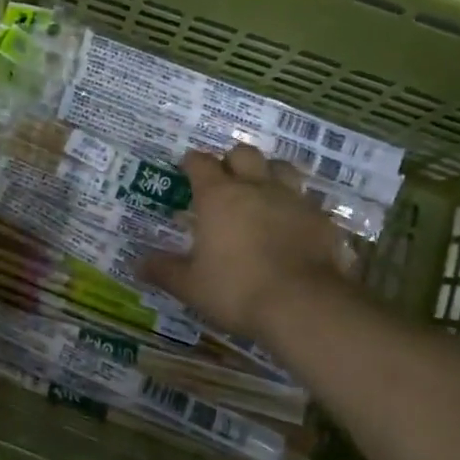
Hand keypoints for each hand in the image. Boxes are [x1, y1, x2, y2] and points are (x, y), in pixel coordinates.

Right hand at [140, 145, 353, 345]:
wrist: (303, 305)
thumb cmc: (236, 290)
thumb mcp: (191, 286)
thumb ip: (164, 270)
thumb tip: (137, 264)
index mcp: (218, 196)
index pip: (200, 163)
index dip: (191, 162)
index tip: (186, 168)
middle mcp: (256, 187)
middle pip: (244, 154)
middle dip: (232, 160)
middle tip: (224, 178)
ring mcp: (293, 199)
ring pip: (281, 167)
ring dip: (269, 172)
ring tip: (262, 190)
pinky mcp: (322, 219)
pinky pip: (307, 200)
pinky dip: (296, 205)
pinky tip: (292, 223)